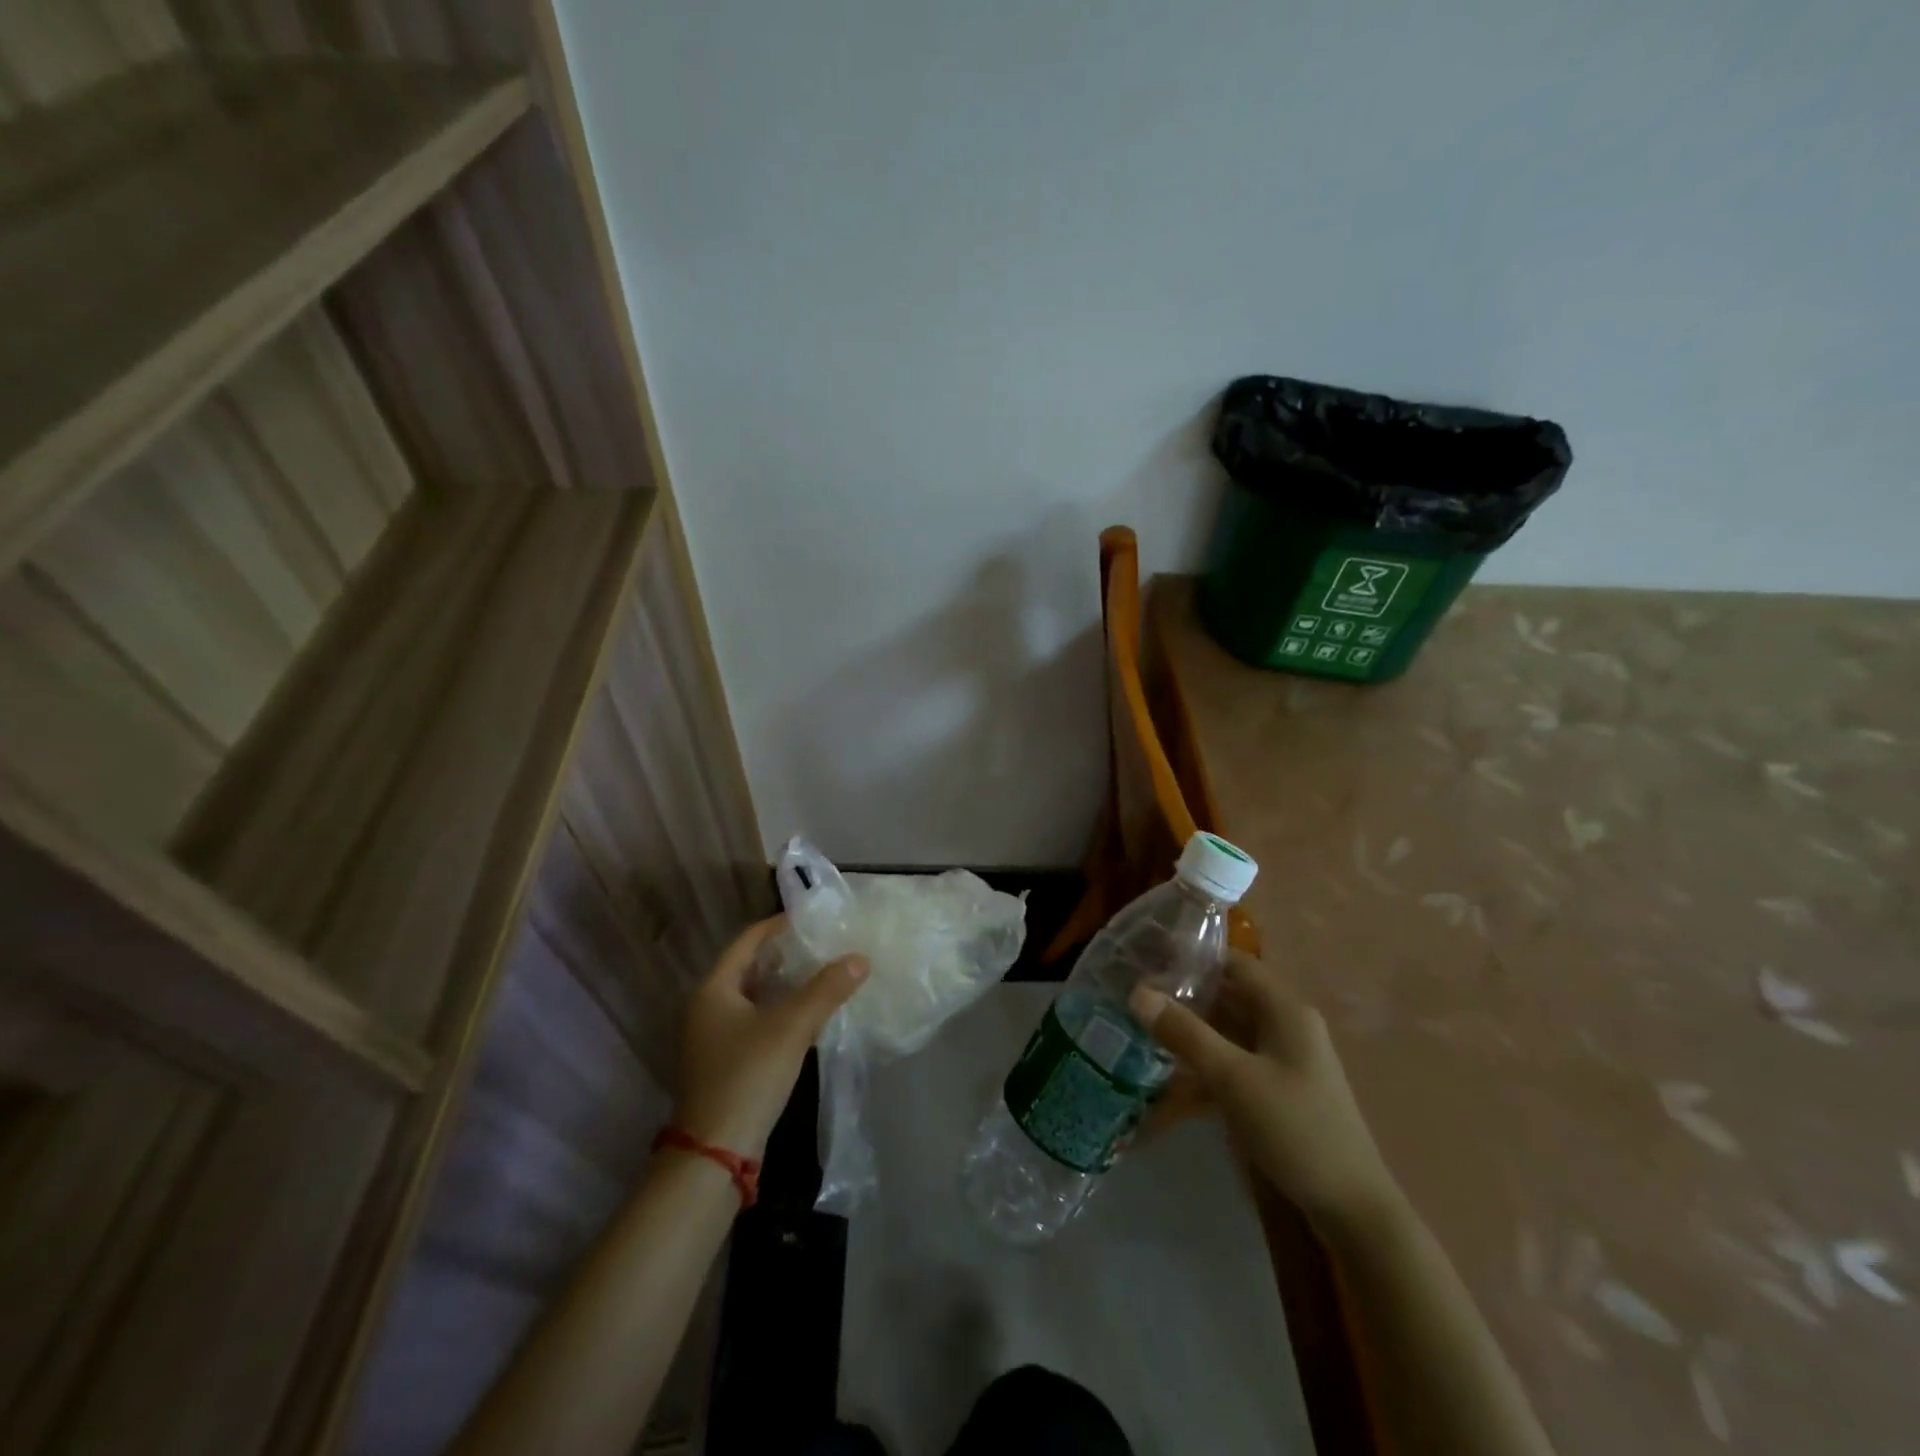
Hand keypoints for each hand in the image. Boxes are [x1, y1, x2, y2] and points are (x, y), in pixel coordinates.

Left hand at [672, 915, 868, 1158]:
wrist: (715, 1153)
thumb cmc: (747, 1076)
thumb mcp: (791, 1028)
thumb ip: (826, 989)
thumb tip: (860, 958)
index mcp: (713, 990)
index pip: (747, 941)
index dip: (778, 925)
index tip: (812, 918)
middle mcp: (706, 1008)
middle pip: (750, 967)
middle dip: (786, 954)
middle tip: (823, 943)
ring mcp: (713, 1038)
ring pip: (754, 996)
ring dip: (785, 984)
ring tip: (823, 972)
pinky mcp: (725, 1062)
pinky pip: (755, 1021)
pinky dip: (780, 1010)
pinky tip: (808, 1014)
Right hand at [1130, 953, 1399, 1233]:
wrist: (1352, 1210)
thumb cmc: (1296, 1129)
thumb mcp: (1234, 1079)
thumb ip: (1186, 1034)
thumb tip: (1137, 993)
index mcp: (1285, 1009)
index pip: (1234, 963)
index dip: (1193, 957)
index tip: (1148, 960)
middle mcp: (1286, 1025)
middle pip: (1229, 996)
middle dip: (1184, 996)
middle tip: (1135, 997)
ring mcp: (1284, 1059)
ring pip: (1228, 1031)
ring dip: (1191, 1032)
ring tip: (1142, 1031)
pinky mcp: (1278, 1089)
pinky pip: (1234, 1062)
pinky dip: (1205, 1065)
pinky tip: (1171, 1078)